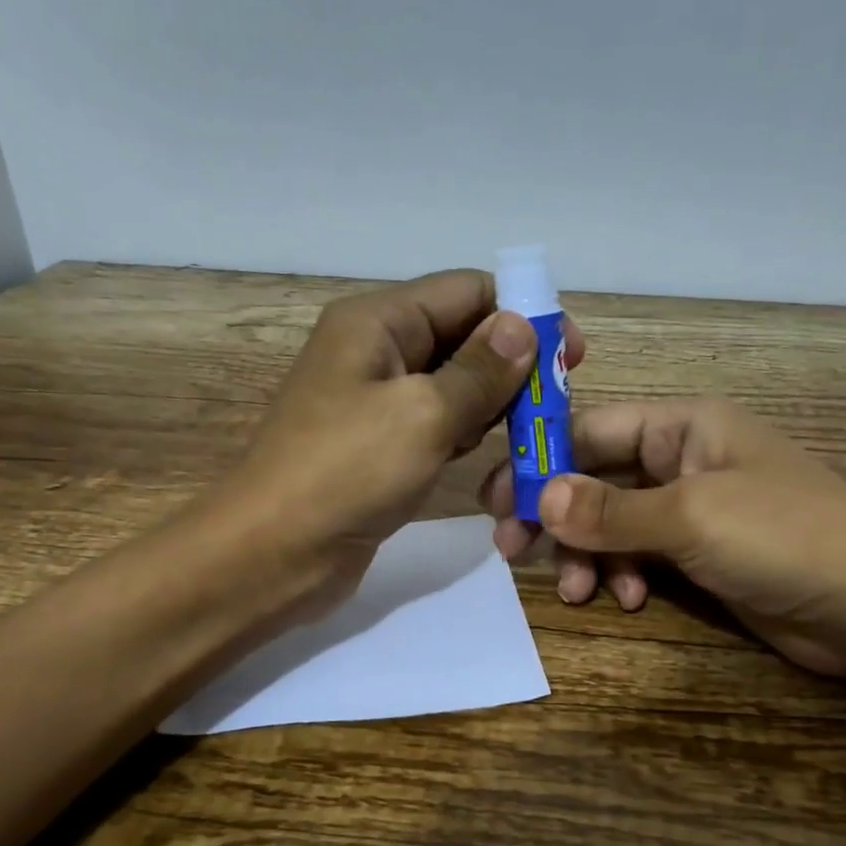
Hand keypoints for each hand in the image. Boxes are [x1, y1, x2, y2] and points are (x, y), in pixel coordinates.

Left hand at [226, 269, 583, 613]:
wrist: (273, 554)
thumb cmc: (346, 473)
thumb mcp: (423, 414)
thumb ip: (479, 371)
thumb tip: (521, 326)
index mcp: (378, 322)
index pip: (466, 291)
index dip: (522, 313)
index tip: (571, 354)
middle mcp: (376, 351)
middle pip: (461, 335)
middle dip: (511, 363)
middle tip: (556, 404)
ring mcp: (375, 401)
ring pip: (452, 384)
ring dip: (493, 403)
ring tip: (528, 434)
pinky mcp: (379, 446)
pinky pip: (435, 423)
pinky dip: (465, 433)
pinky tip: (487, 455)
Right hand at [479, 398, 845, 673]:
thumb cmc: (788, 538)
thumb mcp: (691, 516)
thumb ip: (611, 508)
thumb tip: (539, 498)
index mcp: (684, 426)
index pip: (591, 429)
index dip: (540, 461)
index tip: (496, 500)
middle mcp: (683, 460)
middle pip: (596, 477)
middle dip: (557, 515)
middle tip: (513, 550)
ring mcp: (694, 510)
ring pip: (614, 522)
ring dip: (589, 554)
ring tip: (579, 590)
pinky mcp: (704, 556)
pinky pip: (642, 555)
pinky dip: (625, 574)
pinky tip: (628, 600)